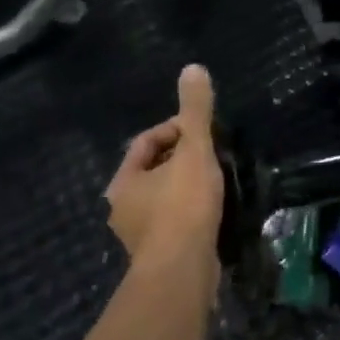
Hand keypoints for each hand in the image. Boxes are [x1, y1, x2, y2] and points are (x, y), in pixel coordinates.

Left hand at [107, 65, 224, 262]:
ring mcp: (139, 235)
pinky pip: (174, 222)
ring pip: (163, 198)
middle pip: (153, 170)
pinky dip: (190, 213)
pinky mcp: (158, 255)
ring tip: (216, 183)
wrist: (182, 271)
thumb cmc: (183, 207)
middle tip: (212, 156)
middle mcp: (123, 207)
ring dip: (186, 188)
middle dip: (182, 160)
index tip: (202, 133)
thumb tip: (193, 68)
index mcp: (124, 180)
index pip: (146, 142)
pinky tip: (212, 214)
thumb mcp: (194, 152)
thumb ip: (196, 113)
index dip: (175, 130)